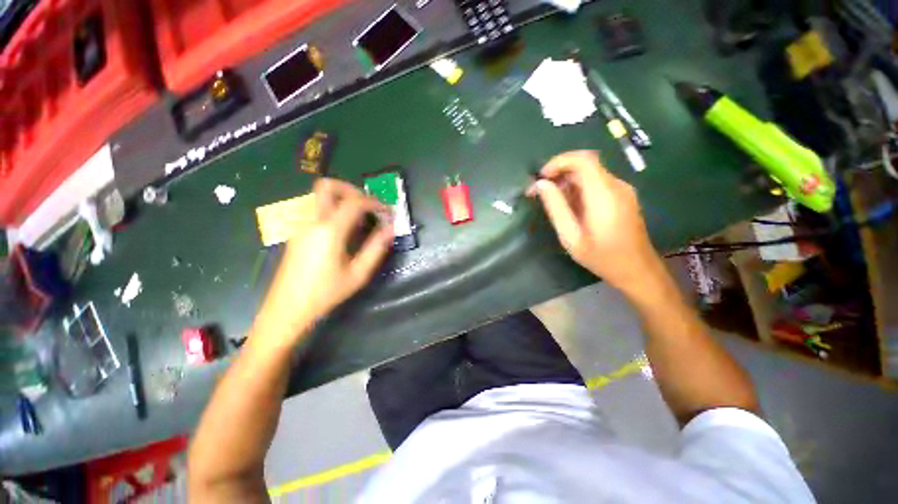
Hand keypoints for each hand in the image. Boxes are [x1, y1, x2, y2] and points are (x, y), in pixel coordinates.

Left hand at [252, 179, 392, 350]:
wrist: (287, 308)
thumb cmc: (326, 292)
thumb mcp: (358, 274)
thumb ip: (376, 248)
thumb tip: (391, 229)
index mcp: (329, 230)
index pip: (355, 202)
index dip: (375, 203)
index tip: (387, 212)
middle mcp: (312, 221)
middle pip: (327, 186)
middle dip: (352, 189)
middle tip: (368, 205)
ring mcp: (301, 224)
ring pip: (319, 195)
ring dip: (341, 198)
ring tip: (359, 217)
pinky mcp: (296, 231)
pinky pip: (315, 207)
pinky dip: (332, 207)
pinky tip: (343, 228)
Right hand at [529, 151, 660, 290]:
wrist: (637, 270)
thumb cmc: (601, 257)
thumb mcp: (571, 236)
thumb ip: (556, 208)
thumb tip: (541, 184)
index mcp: (604, 194)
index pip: (582, 160)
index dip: (558, 162)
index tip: (541, 178)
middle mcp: (616, 185)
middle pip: (585, 164)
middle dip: (558, 173)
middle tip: (539, 191)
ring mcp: (622, 190)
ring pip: (590, 173)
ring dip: (566, 181)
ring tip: (550, 200)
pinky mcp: (623, 196)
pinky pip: (597, 183)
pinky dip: (578, 188)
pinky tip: (569, 206)